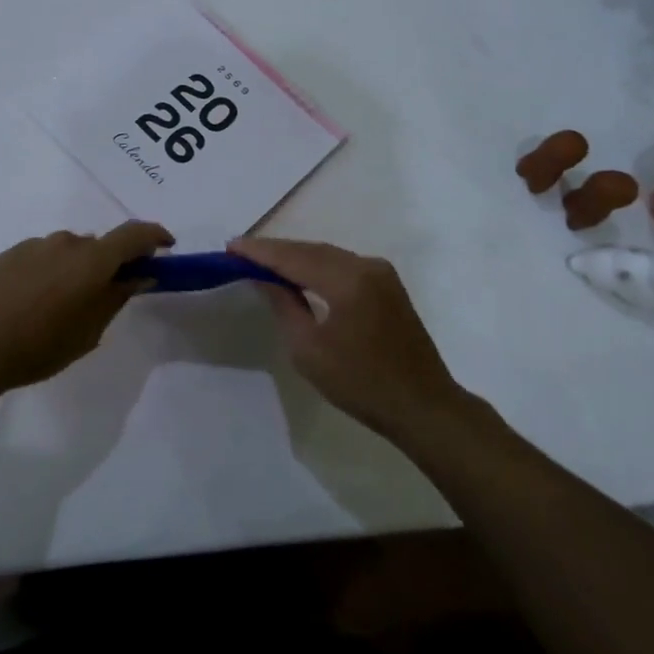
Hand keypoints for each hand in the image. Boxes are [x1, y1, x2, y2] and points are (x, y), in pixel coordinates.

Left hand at [0, 222, 173, 394]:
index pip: (134, 234)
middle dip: (109, 265)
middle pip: (99, 246)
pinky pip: (43, 258)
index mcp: (91, 259)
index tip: (166, 247)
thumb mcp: (88, 331)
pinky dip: (51, 273)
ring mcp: (34, 246)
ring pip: (69, 252)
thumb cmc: (39, 345)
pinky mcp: (9, 255)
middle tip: (107, 296)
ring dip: (77, 270)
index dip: (155, 236)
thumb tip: (138, 275)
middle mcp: (65, 242)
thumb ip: (117, 297)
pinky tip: (34, 304)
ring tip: (63, 307)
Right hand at [229, 237, 464, 438]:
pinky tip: (299, 272)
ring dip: (296, 257)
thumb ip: (285, 306)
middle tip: (241, 252)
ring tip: (263, 260)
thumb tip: (266, 279)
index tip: (231, 247)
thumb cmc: (361, 384)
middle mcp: (366, 265)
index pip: (294, 257)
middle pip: (312, 250)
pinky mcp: (388, 285)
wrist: (422, 406)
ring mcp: (381, 273)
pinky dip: (317, 265)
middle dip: (276, 250)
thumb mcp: (309, 350)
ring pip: (328, 255)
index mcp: (347, 280)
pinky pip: (343, 265)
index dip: (260, 251)